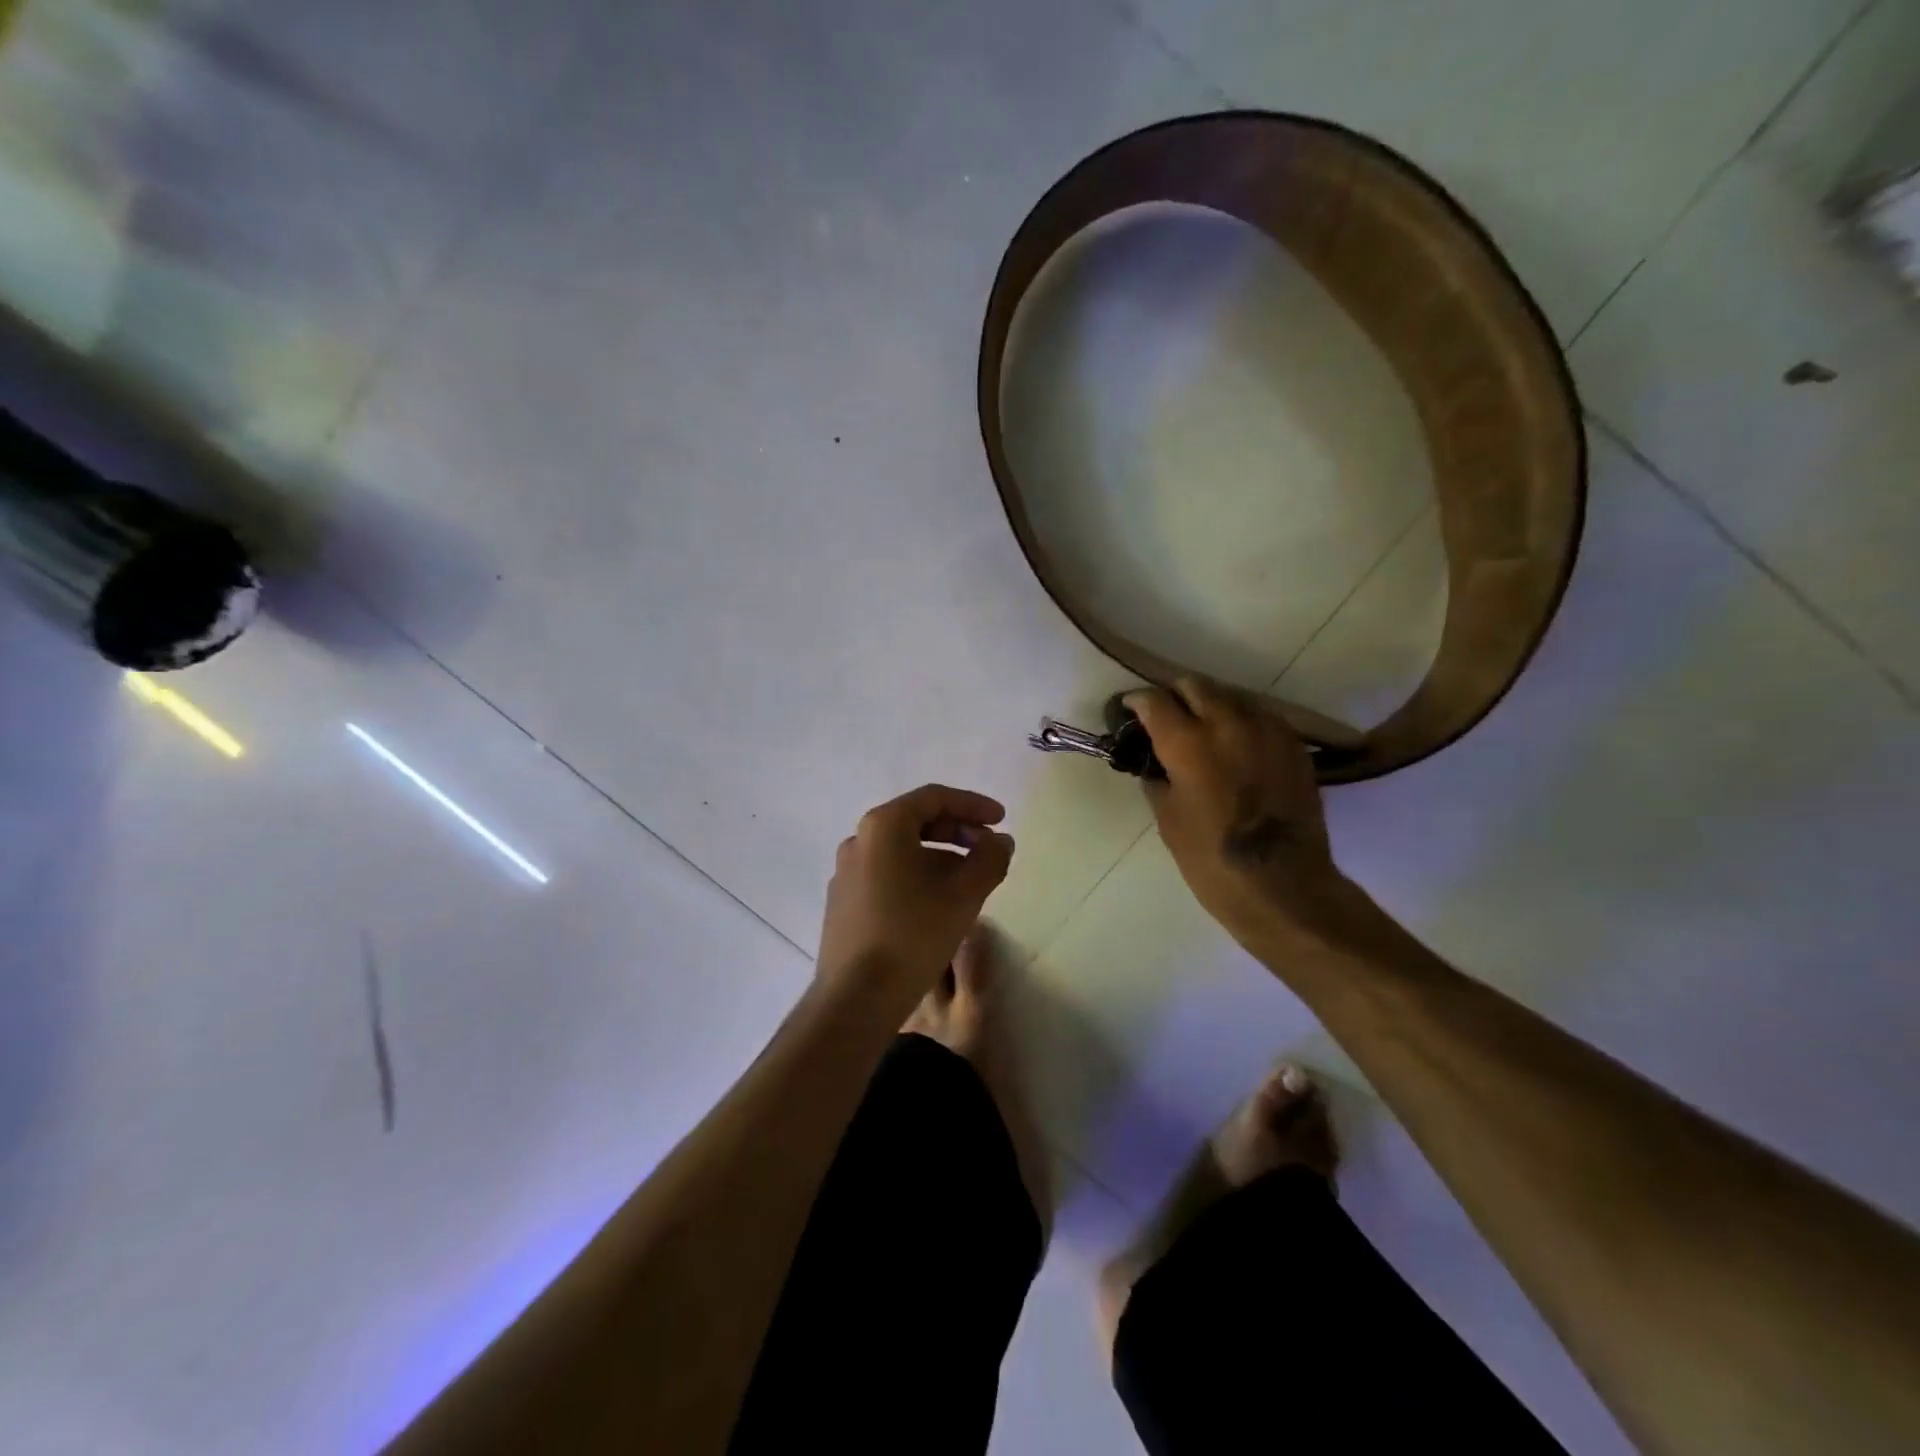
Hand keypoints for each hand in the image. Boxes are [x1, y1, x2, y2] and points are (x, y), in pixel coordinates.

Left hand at [818, 784, 1015, 995]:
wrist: (855, 998)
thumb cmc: (913, 935)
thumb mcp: (964, 895)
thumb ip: (989, 859)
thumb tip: (1001, 841)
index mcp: (883, 827)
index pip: (934, 798)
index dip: (973, 804)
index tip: (1001, 820)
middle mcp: (858, 841)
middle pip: (915, 821)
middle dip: (957, 831)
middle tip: (988, 848)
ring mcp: (846, 873)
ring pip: (901, 850)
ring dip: (940, 856)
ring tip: (969, 881)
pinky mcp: (843, 902)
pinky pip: (886, 874)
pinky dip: (917, 876)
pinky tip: (937, 904)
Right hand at [1126, 677, 1345, 944]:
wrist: (1283, 886)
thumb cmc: (1211, 859)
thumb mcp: (1168, 819)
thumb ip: (1158, 780)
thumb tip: (1156, 763)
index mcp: (1188, 742)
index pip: (1154, 701)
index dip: (1136, 702)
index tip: (1129, 710)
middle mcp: (1228, 724)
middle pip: (1195, 685)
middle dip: (1175, 695)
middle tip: (1167, 715)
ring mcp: (1266, 730)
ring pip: (1231, 695)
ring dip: (1211, 705)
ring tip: (1203, 729)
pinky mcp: (1293, 744)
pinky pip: (1261, 716)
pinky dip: (1242, 721)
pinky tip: (1237, 744)